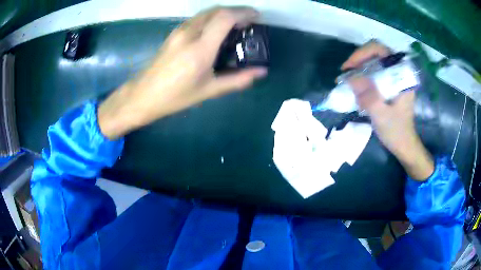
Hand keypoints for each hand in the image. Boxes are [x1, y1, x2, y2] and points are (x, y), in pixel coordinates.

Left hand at [98, 7, 266, 138]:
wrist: (144, 95)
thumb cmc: (176, 96)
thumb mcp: (209, 90)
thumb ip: (238, 80)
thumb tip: (261, 72)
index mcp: (200, 48)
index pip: (225, 18)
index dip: (244, 13)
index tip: (256, 17)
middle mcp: (189, 33)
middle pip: (217, 10)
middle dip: (236, 11)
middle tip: (248, 21)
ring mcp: (179, 31)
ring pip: (206, 12)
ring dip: (224, 13)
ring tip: (235, 24)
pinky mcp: (174, 32)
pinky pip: (198, 18)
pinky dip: (212, 18)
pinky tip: (216, 29)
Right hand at [342, 41, 433, 180]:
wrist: (404, 145)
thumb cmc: (396, 132)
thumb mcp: (382, 116)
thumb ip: (369, 97)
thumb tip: (350, 77)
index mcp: (402, 75)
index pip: (380, 50)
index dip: (362, 53)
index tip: (349, 67)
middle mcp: (398, 72)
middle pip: (374, 53)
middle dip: (358, 60)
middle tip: (345, 73)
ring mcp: (393, 78)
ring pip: (372, 62)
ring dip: (358, 69)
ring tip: (347, 81)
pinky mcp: (389, 84)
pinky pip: (373, 73)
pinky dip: (362, 77)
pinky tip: (356, 88)